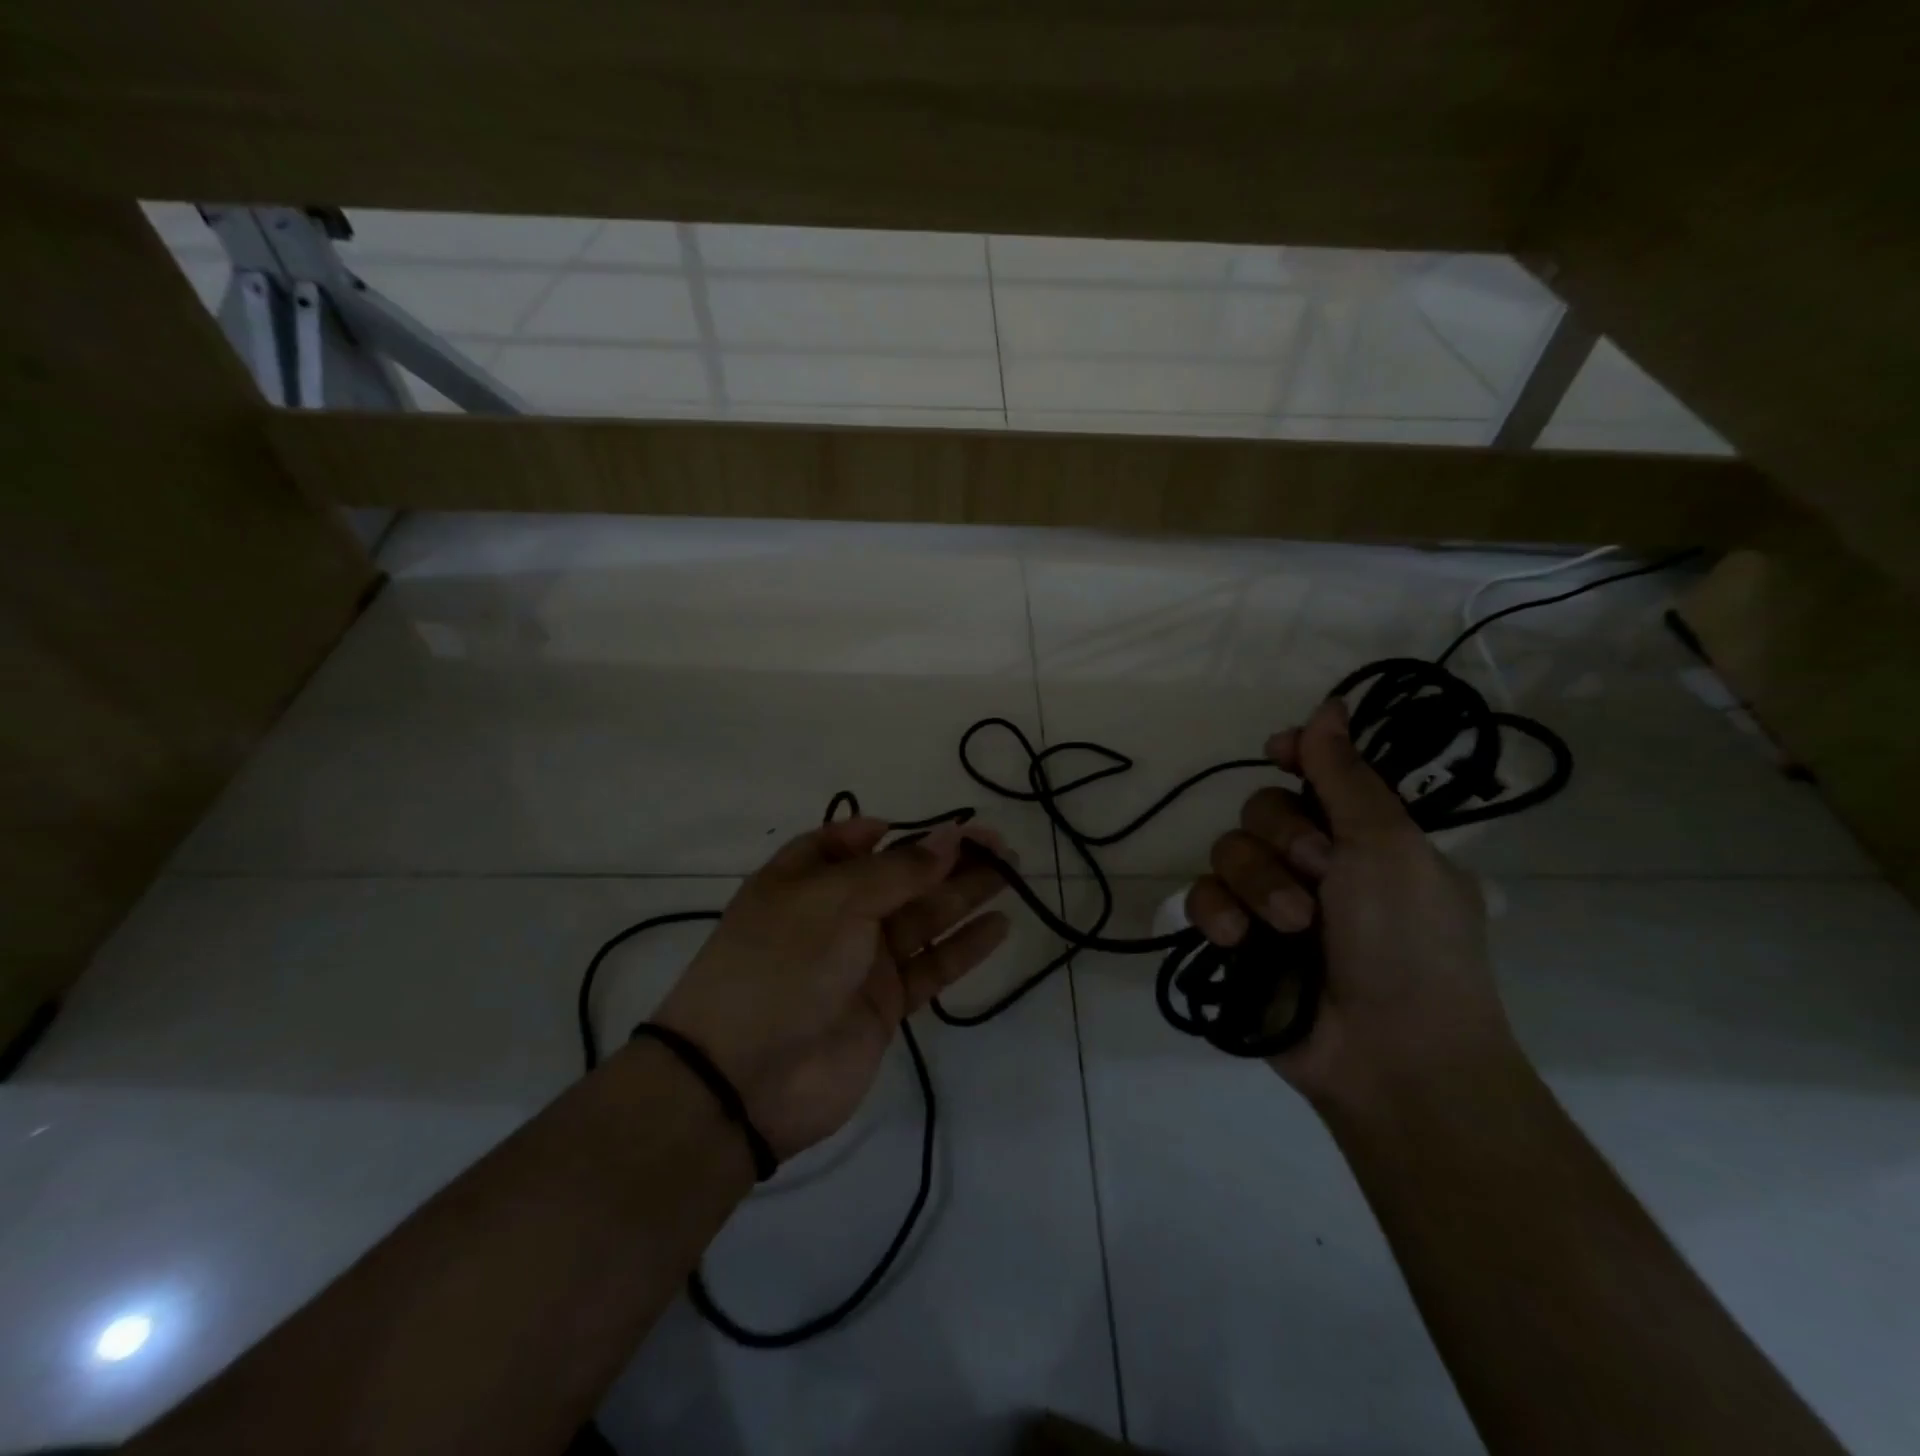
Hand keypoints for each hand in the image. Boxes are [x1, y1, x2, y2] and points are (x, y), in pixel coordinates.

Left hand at [651, 818, 1011, 1158]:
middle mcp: (834, 915)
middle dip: (945, 858)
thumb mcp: (834, 900)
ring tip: (1010, 871)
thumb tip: (948, 837)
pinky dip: (963, 946)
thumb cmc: (781, 966)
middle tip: (998, 843)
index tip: (927, 825)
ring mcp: (861, 961)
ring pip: (922, 918)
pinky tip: (998, 925)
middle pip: (898, 877)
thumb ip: (898, 872)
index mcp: (803, 879)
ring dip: (964, 894)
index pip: (844, 843)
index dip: (884, 832)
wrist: (745, 1081)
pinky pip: (931, 966)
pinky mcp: (885, 1005)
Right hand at [1185, 698, 1515, 1105]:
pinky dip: (1216, 912)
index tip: (1280, 752)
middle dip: (1283, 836)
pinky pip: (1203, 898)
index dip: (1295, 757)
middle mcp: (1317, 864)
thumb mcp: (1389, 847)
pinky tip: (1236, 938)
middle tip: (1320, 874)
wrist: (1390, 1055)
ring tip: (1290, 925)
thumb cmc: (1409, 943)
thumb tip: (1330, 705)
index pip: (1316, 776)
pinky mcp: (1236, 940)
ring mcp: (1272, 903)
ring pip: (1229, 850)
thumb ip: (1346, 776)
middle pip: (1263, 808)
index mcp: (1366, 838)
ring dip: (1257, 882)